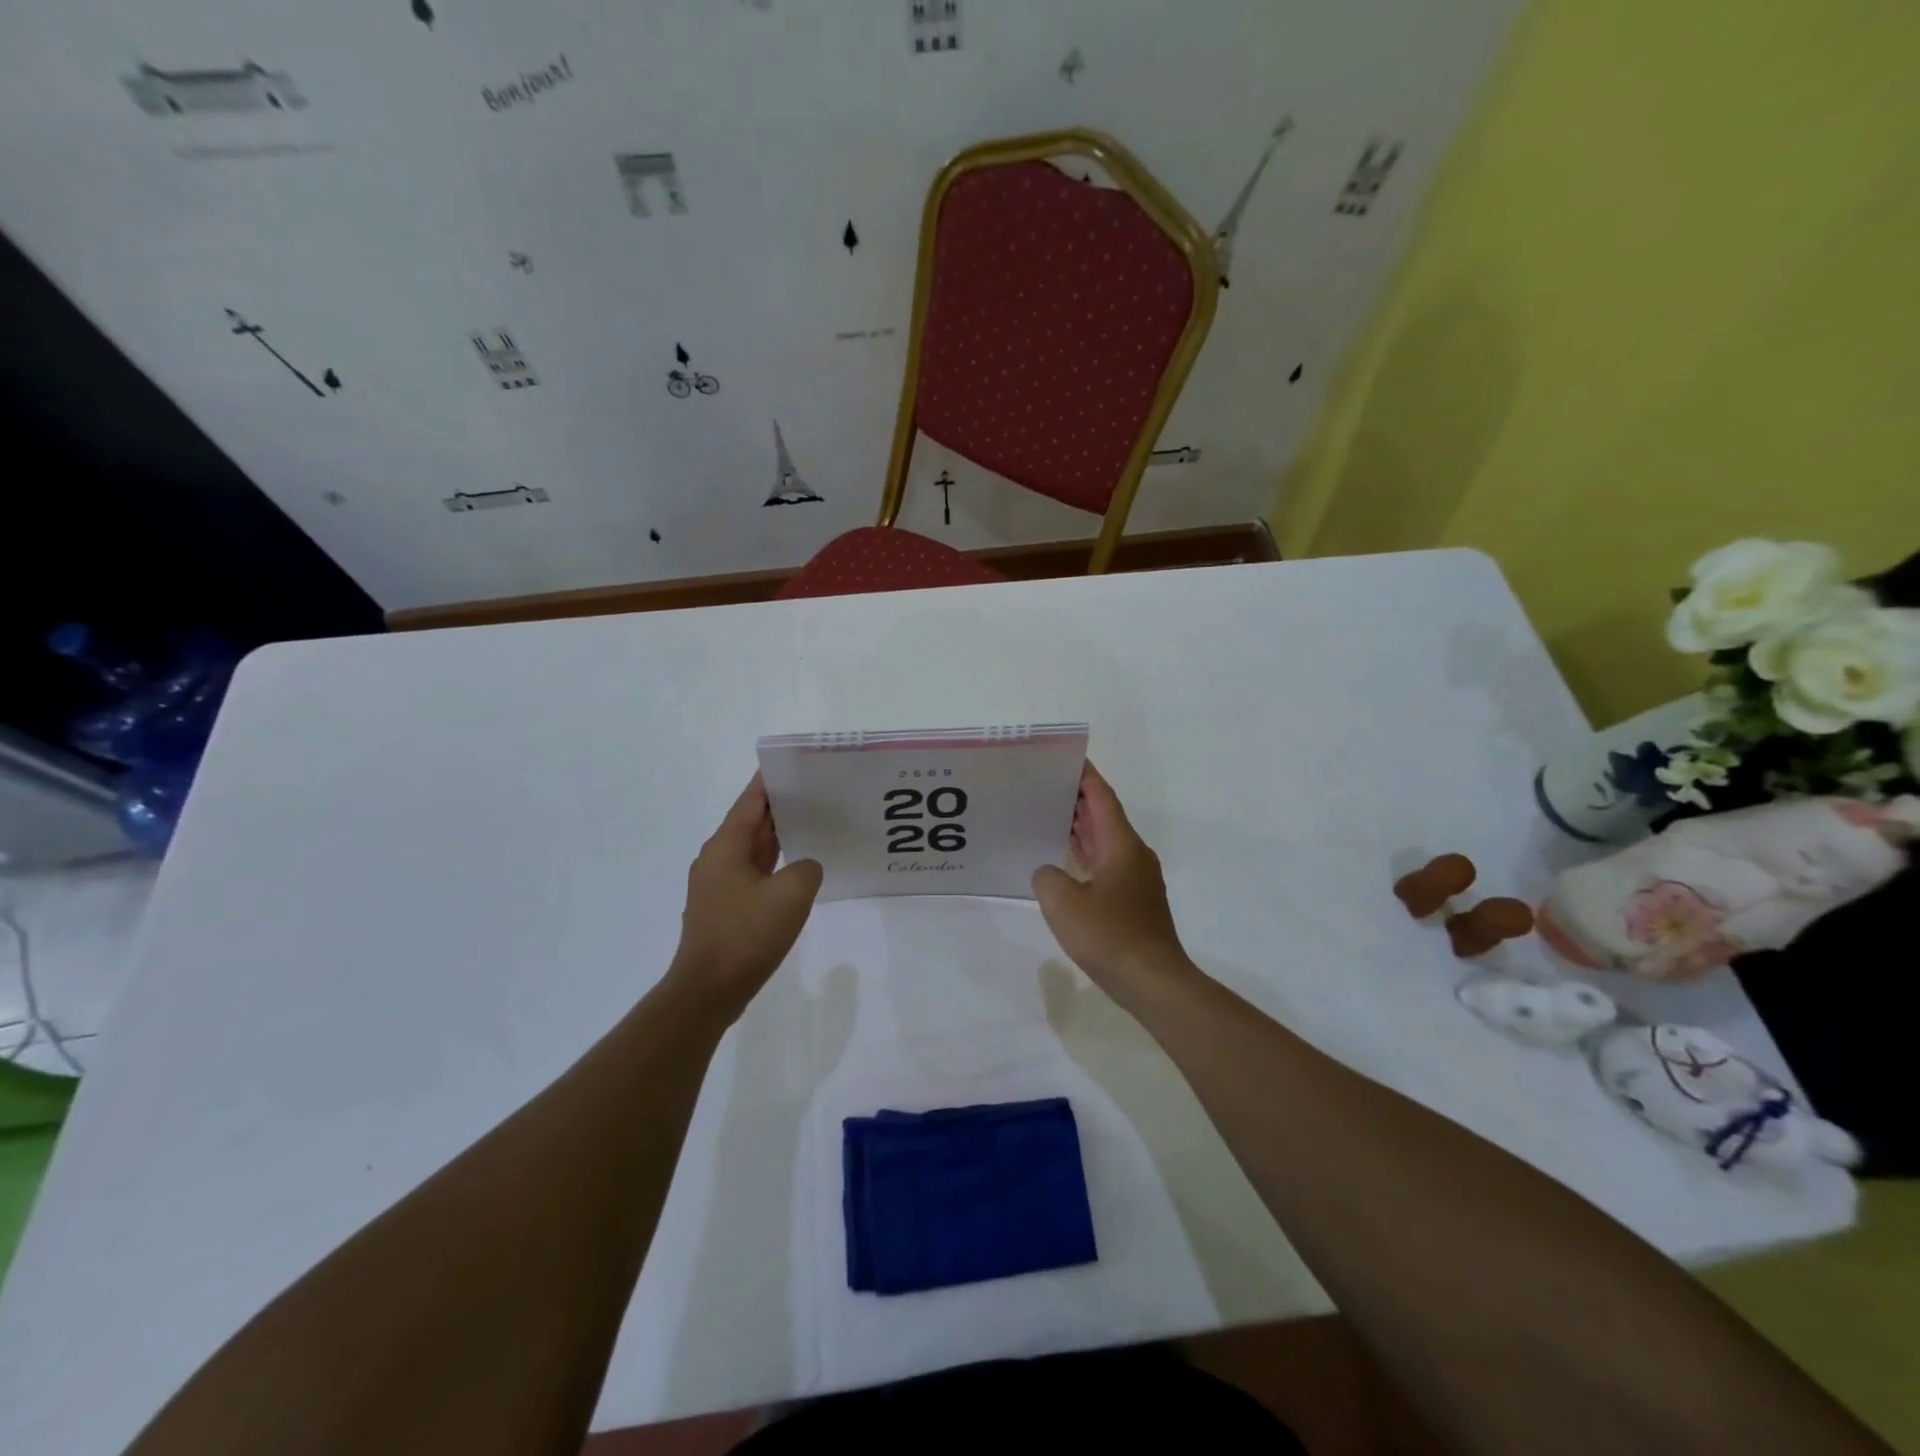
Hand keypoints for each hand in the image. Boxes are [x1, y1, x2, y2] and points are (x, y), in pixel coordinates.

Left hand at [669, 775, 822, 1020]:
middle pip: (751, 822)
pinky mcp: (724, 908)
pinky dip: (773, 864)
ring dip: (778, 836)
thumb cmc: (746, 935)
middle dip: (780, 806)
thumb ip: (807, 869)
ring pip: (752, 849)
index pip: (750, 801)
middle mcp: (716, 859)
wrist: (708, 991)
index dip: (770, 781)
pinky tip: (796, 869)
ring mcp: (718, 885)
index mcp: (725, 847)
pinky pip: (752, 874)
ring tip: (812, 823)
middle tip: (815, 792)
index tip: (794, 764)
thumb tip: (804, 868)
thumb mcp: (791, 895)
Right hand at [1032, 763, 1194, 994]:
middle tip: (1045, 786)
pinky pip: (1107, 865)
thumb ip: (1047, 877)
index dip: (1085, 776)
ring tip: (1049, 816)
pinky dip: (1086, 855)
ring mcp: (1137, 880)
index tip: (1066, 759)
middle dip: (1078, 799)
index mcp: (1122, 845)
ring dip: (1082, 828)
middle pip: (1105, 816)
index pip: (1102, 798)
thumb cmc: (1109, 935)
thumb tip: (1050, 873)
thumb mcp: (1062, 902)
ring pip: (1106, 842)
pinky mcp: (1134, 902)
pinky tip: (1065, 864)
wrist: (1153, 981)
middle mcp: (1134, 855)